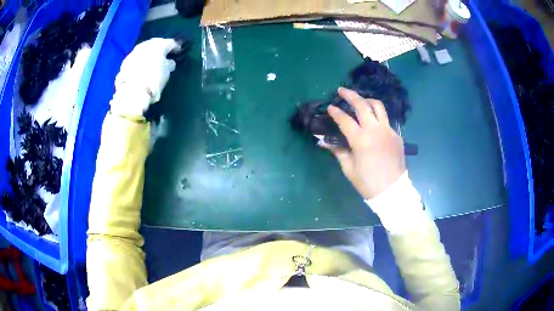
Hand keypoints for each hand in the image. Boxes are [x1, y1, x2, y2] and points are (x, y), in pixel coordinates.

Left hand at [110, 38, 181, 117]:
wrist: (132, 93)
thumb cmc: (154, 80)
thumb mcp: (166, 73)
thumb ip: (169, 65)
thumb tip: (169, 62)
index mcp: (158, 45)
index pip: (169, 43)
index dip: (175, 47)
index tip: (178, 51)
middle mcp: (145, 45)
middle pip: (155, 43)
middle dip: (160, 47)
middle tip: (165, 53)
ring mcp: (133, 53)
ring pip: (144, 49)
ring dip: (149, 53)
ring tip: (153, 59)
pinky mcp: (125, 63)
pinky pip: (136, 58)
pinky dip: (140, 60)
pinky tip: (142, 66)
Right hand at [322, 87, 405, 198]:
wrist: (392, 191)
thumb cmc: (367, 182)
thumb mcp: (349, 168)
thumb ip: (338, 150)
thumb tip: (324, 141)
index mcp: (361, 139)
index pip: (345, 119)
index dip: (335, 112)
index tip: (330, 107)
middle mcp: (375, 130)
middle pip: (362, 105)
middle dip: (350, 95)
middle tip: (341, 90)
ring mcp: (388, 131)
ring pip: (378, 106)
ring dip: (367, 100)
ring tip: (360, 100)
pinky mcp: (396, 135)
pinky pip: (386, 120)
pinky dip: (377, 117)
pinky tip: (373, 123)